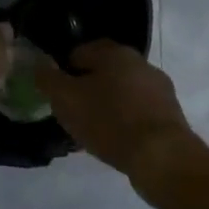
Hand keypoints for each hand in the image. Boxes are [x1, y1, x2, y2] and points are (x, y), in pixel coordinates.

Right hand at [36, 40, 195, 179]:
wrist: (161, 156)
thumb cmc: (108, 121)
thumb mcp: (66, 99)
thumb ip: (47, 79)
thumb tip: (39, 65)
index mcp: (114, 52)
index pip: (79, 52)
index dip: (63, 71)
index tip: (56, 94)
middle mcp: (140, 62)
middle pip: (103, 71)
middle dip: (86, 88)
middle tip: (72, 112)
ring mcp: (159, 87)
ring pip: (122, 91)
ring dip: (107, 104)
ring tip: (93, 130)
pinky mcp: (170, 113)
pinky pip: (137, 110)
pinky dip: (125, 120)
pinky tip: (115, 140)